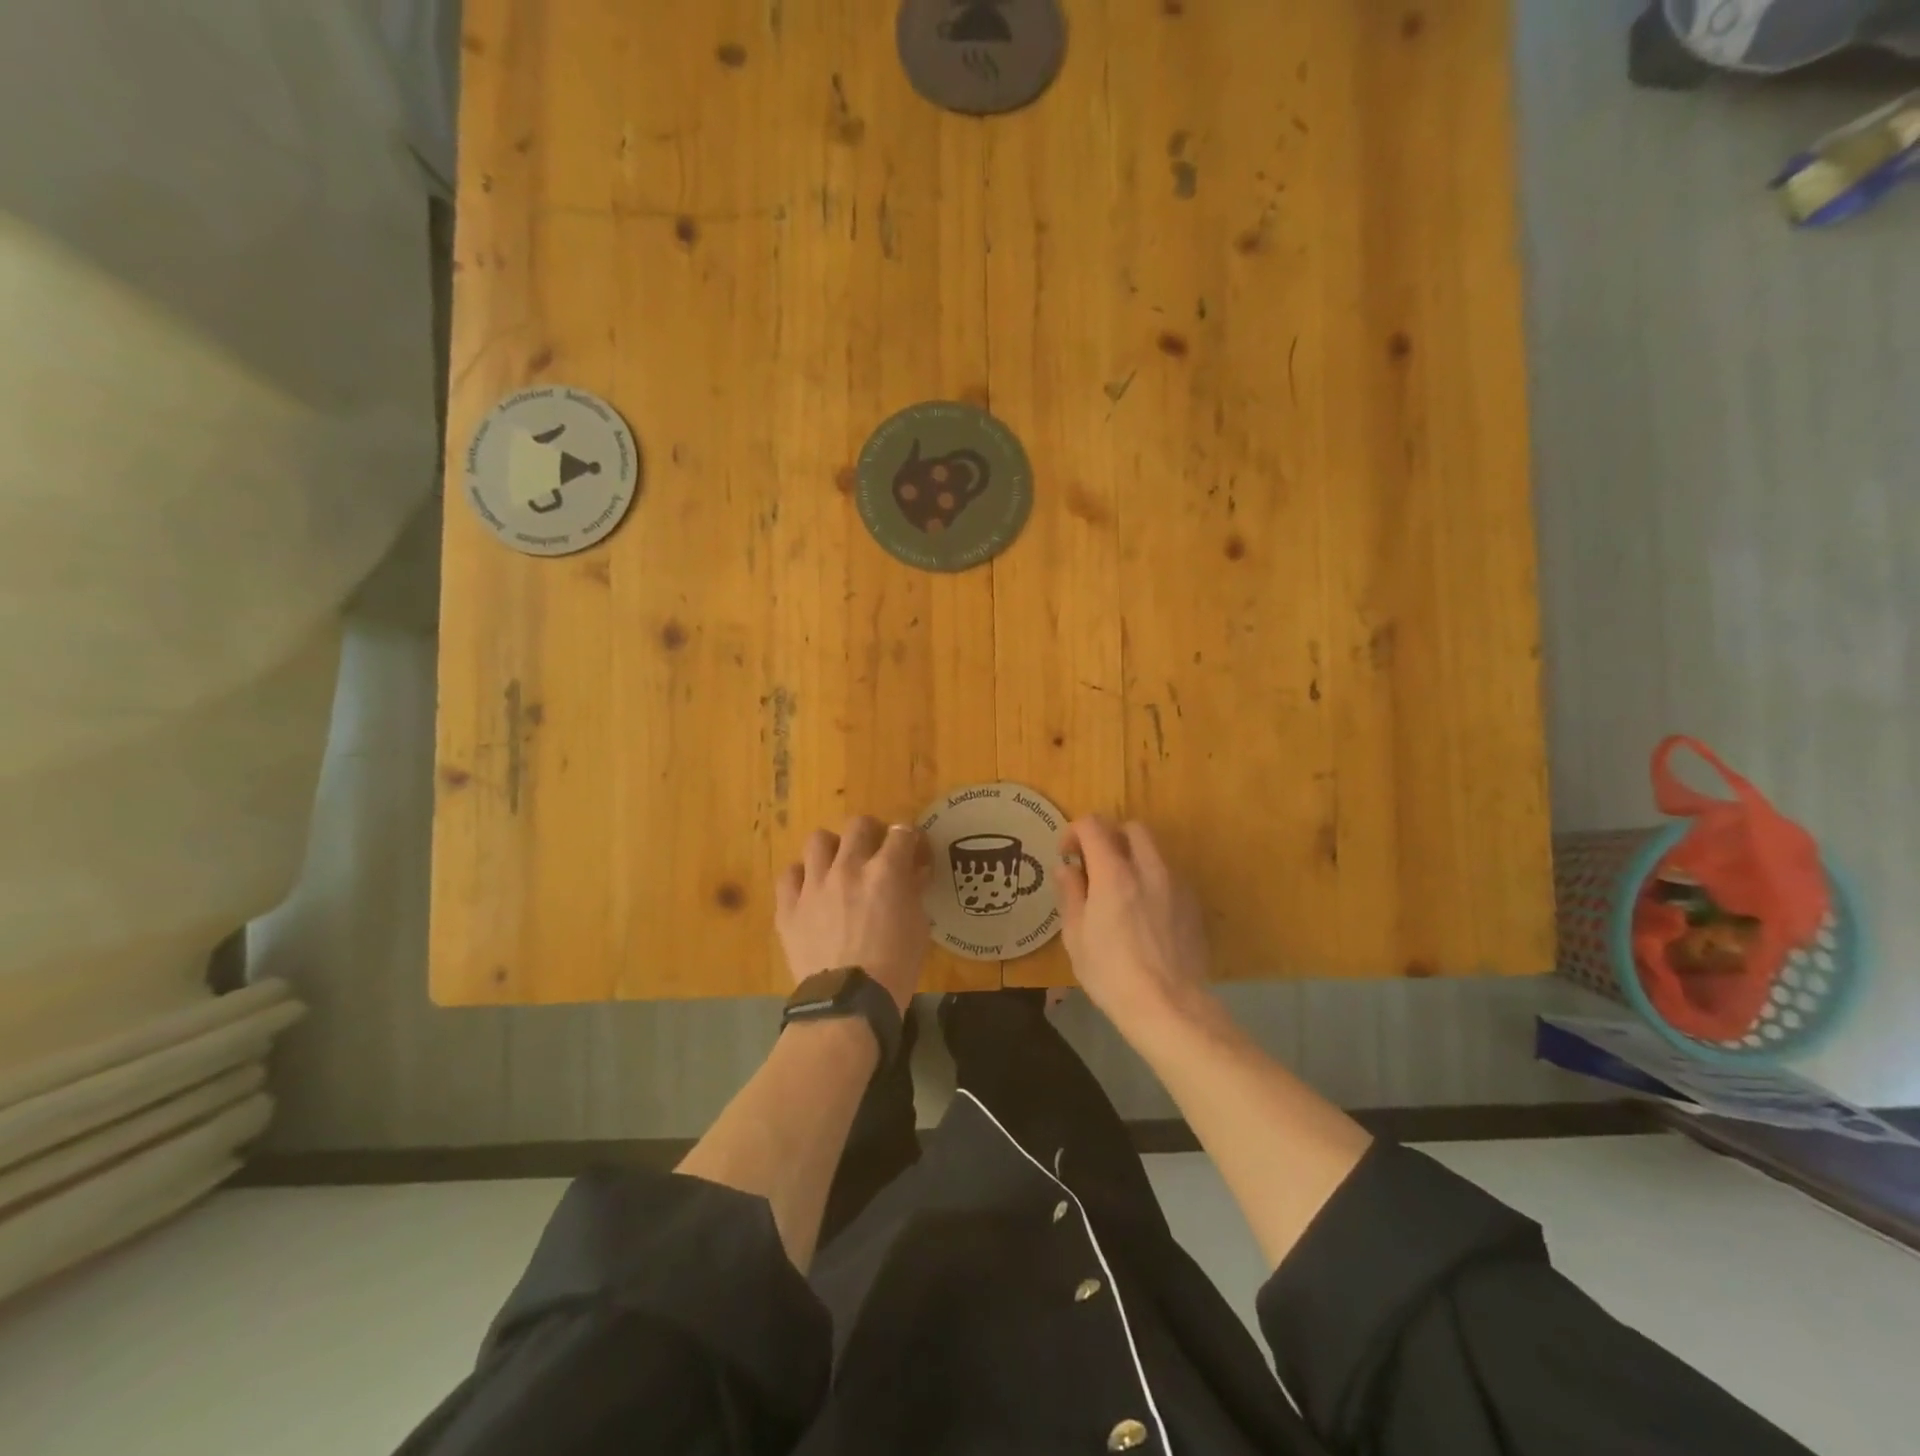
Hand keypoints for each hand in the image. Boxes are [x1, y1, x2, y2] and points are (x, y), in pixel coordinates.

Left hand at [776, 817, 929, 1011]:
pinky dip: (802, 877)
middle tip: (876, 853)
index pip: (901, 833)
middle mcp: (848, 867)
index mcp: (886, 871)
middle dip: (872, 833)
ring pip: (819, 840)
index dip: (910, 839)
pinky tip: (811, 890)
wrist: (849, 1002)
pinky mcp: (789, 906)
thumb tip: (914, 872)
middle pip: (859, 825)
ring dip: (833, 849)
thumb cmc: (895, 967)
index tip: (912, 851)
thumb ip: (913, 891)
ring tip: (838, 866)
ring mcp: (814, 884)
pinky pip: (790, 874)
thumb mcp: (918, 926)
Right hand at [1056, 817, 1211, 1030]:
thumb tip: (1066, 868)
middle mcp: (1148, 868)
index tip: (1067, 854)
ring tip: (1120, 889)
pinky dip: (1152, 879)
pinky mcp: (1193, 904)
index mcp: (1114, 873)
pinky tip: (1144, 912)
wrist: (1170, 1007)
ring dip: (1133, 857)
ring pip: (1154, 850)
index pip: (1093, 825)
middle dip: (1110, 836)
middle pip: (1131, 828)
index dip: (1075, 831)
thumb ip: (1070, 894)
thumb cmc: (1111, 974)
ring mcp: (1176, 884)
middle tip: (1095, 864)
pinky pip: (1169, 875)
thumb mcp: (1076, 936)